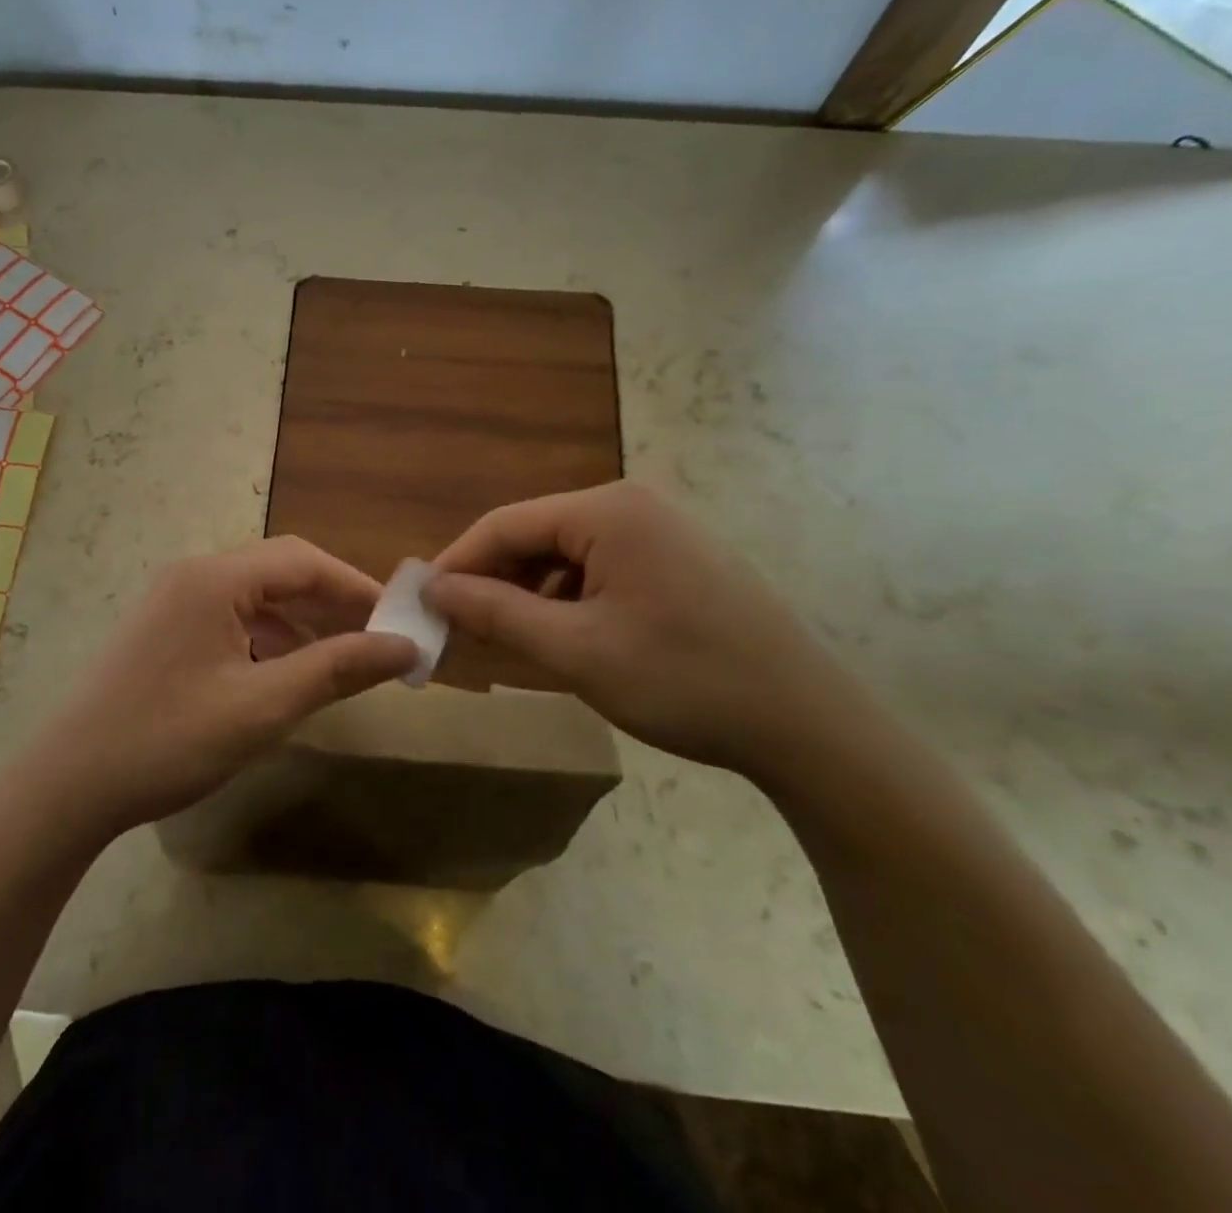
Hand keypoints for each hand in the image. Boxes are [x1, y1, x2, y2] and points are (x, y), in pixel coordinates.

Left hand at [28, 537, 417, 835]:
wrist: (66, 786)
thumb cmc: (169, 740)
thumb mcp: (263, 707)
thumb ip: (336, 669)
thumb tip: (405, 647)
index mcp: (215, 578)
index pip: (304, 561)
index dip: (357, 587)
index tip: (398, 620)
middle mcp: (193, 576)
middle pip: (280, 572)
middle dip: (331, 603)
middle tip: (375, 641)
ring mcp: (173, 602)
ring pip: (256, 597)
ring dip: (301, 623)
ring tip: (339, 661)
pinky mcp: (164, 630)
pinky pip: (230, 619)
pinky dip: (267, 639)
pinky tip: (284, 674)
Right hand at [424, 483, 860, 776]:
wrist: (808, 726)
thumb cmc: (683, 680)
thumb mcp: (575, 650)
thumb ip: (496, 613)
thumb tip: (434, 589)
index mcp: (607, 511)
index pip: (506, 524)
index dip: (457, 564)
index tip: (423, 605)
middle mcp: (633, 506)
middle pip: (537, 536)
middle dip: (494, 582)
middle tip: (460, 631)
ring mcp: (662, 532)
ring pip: (567, 556)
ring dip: (530, 595)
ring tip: (507, 642)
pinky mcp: (680, 561)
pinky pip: (602, 570)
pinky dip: (570, 601)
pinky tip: (563, 638)